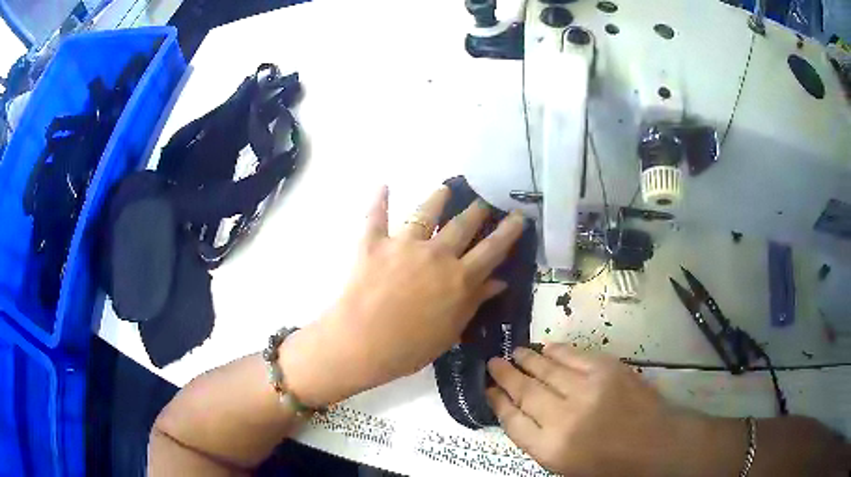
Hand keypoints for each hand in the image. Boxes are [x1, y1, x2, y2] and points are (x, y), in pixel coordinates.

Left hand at [282, 185, 524, 406]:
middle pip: (462, 225)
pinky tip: (383, 185)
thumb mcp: (451, 330)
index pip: (492, 249)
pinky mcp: (374, 244)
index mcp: (459, 278)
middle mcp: (436, 254)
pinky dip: (379, 200)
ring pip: (425, 213)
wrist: (362, 344)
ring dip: (437, 198)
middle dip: (476, 211)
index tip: (519, 215)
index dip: (508, 231)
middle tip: (483, 201)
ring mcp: (404, 245)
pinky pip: (376, 217)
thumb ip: (475, 302)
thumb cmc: (410, 347)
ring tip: (445, 188)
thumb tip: (500, 282)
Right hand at [487, 345, 693, 476]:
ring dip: (526, 359)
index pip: (512, 420)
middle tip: (493, 363)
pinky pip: (572, 355)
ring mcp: (587, 389)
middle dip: (505, 376)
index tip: (488, 390)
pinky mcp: (607, 369)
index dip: (497, 402)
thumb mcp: (564, 465)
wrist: (654, 443)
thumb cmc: (607, 463)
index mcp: (551, 448)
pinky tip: (545, 347)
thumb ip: (538, 439)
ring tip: (514, 352)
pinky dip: (555, 350)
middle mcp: (564, 417)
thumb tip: (517, 411)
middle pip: (525, 391)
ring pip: (546, 369)